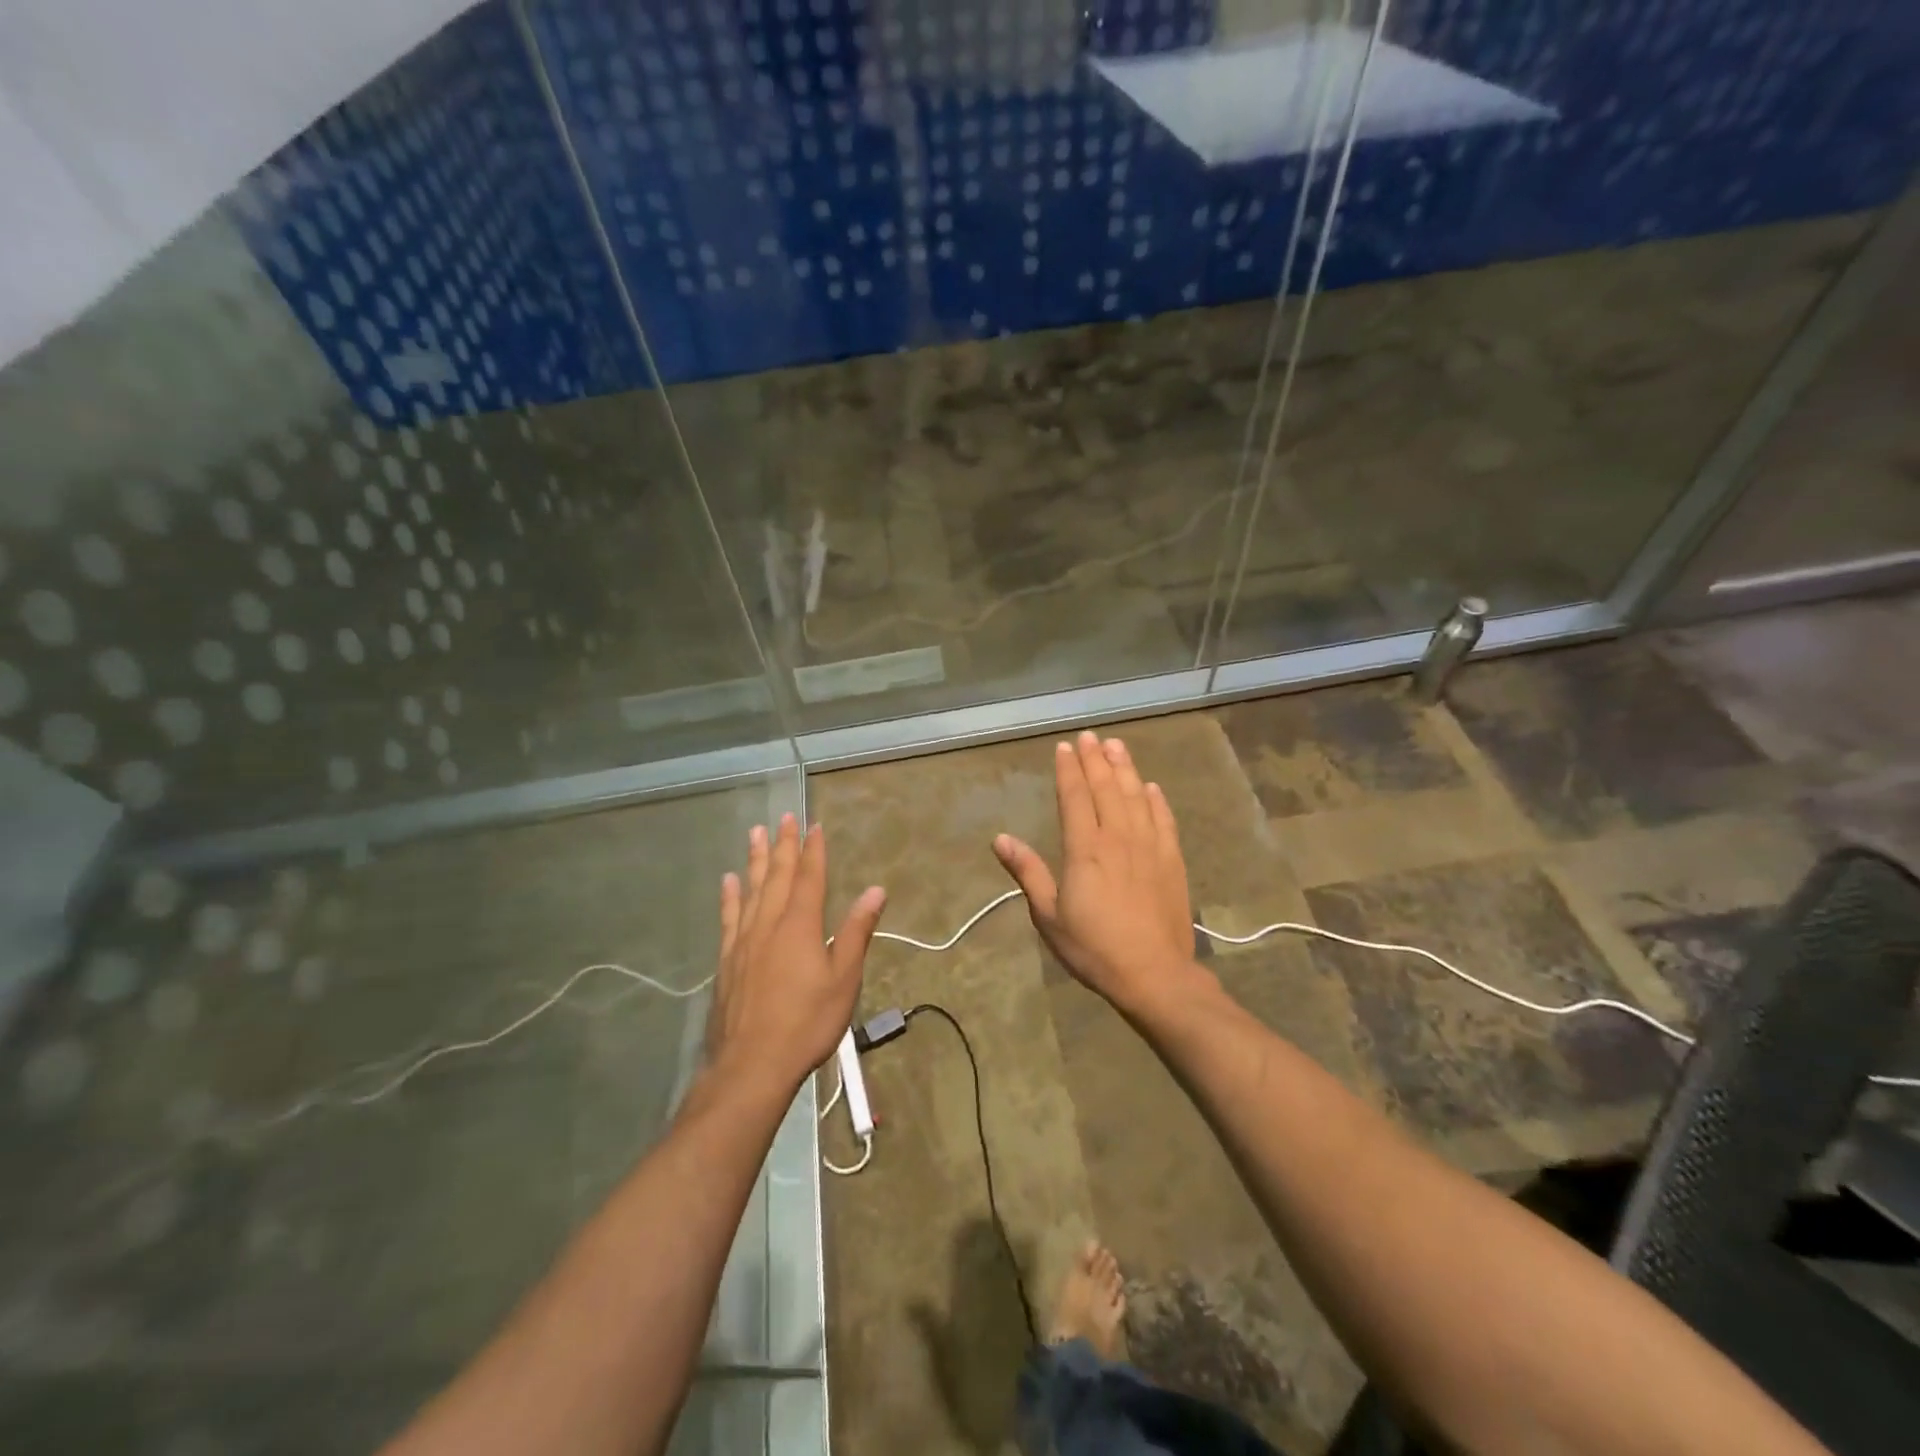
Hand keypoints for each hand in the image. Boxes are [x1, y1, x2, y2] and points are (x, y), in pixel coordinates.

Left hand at [707, 815, 886, 1097]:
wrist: (752, 1064)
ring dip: (756, 860)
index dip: (814, 850)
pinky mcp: (726, 960)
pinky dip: (730, 896)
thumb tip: (875, 891)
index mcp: (800, 925)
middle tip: (784, 817)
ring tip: (756, 833)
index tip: (814, 825)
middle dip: (784, 845)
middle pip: (778, 876)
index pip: (810, 878)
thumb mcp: (844, 979)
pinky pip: (729, 917)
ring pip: (751, 889)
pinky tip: (728, 881)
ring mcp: (743, 941)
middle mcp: (769, 923)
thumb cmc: (807, 1022)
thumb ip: (856, 932)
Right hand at [993, 732, 1200, 1011]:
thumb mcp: (1049, 916)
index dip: (1068, 770)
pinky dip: (1156, 800)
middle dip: (1095, 760)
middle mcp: (1118, 838)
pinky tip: (1151, 788)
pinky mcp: (1172, 861)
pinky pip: (1164, 820)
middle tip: (1089, 736)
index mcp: (1084, 849)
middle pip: (1106, 788)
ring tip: (1116, 746)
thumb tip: (1000, 839)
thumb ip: (1027, 872)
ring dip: (1125, 769)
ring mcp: (1149, 847)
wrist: (1154, 975)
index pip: (1074, 797)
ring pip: (1136, 796)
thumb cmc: (1093, 948)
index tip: (1065, 747)